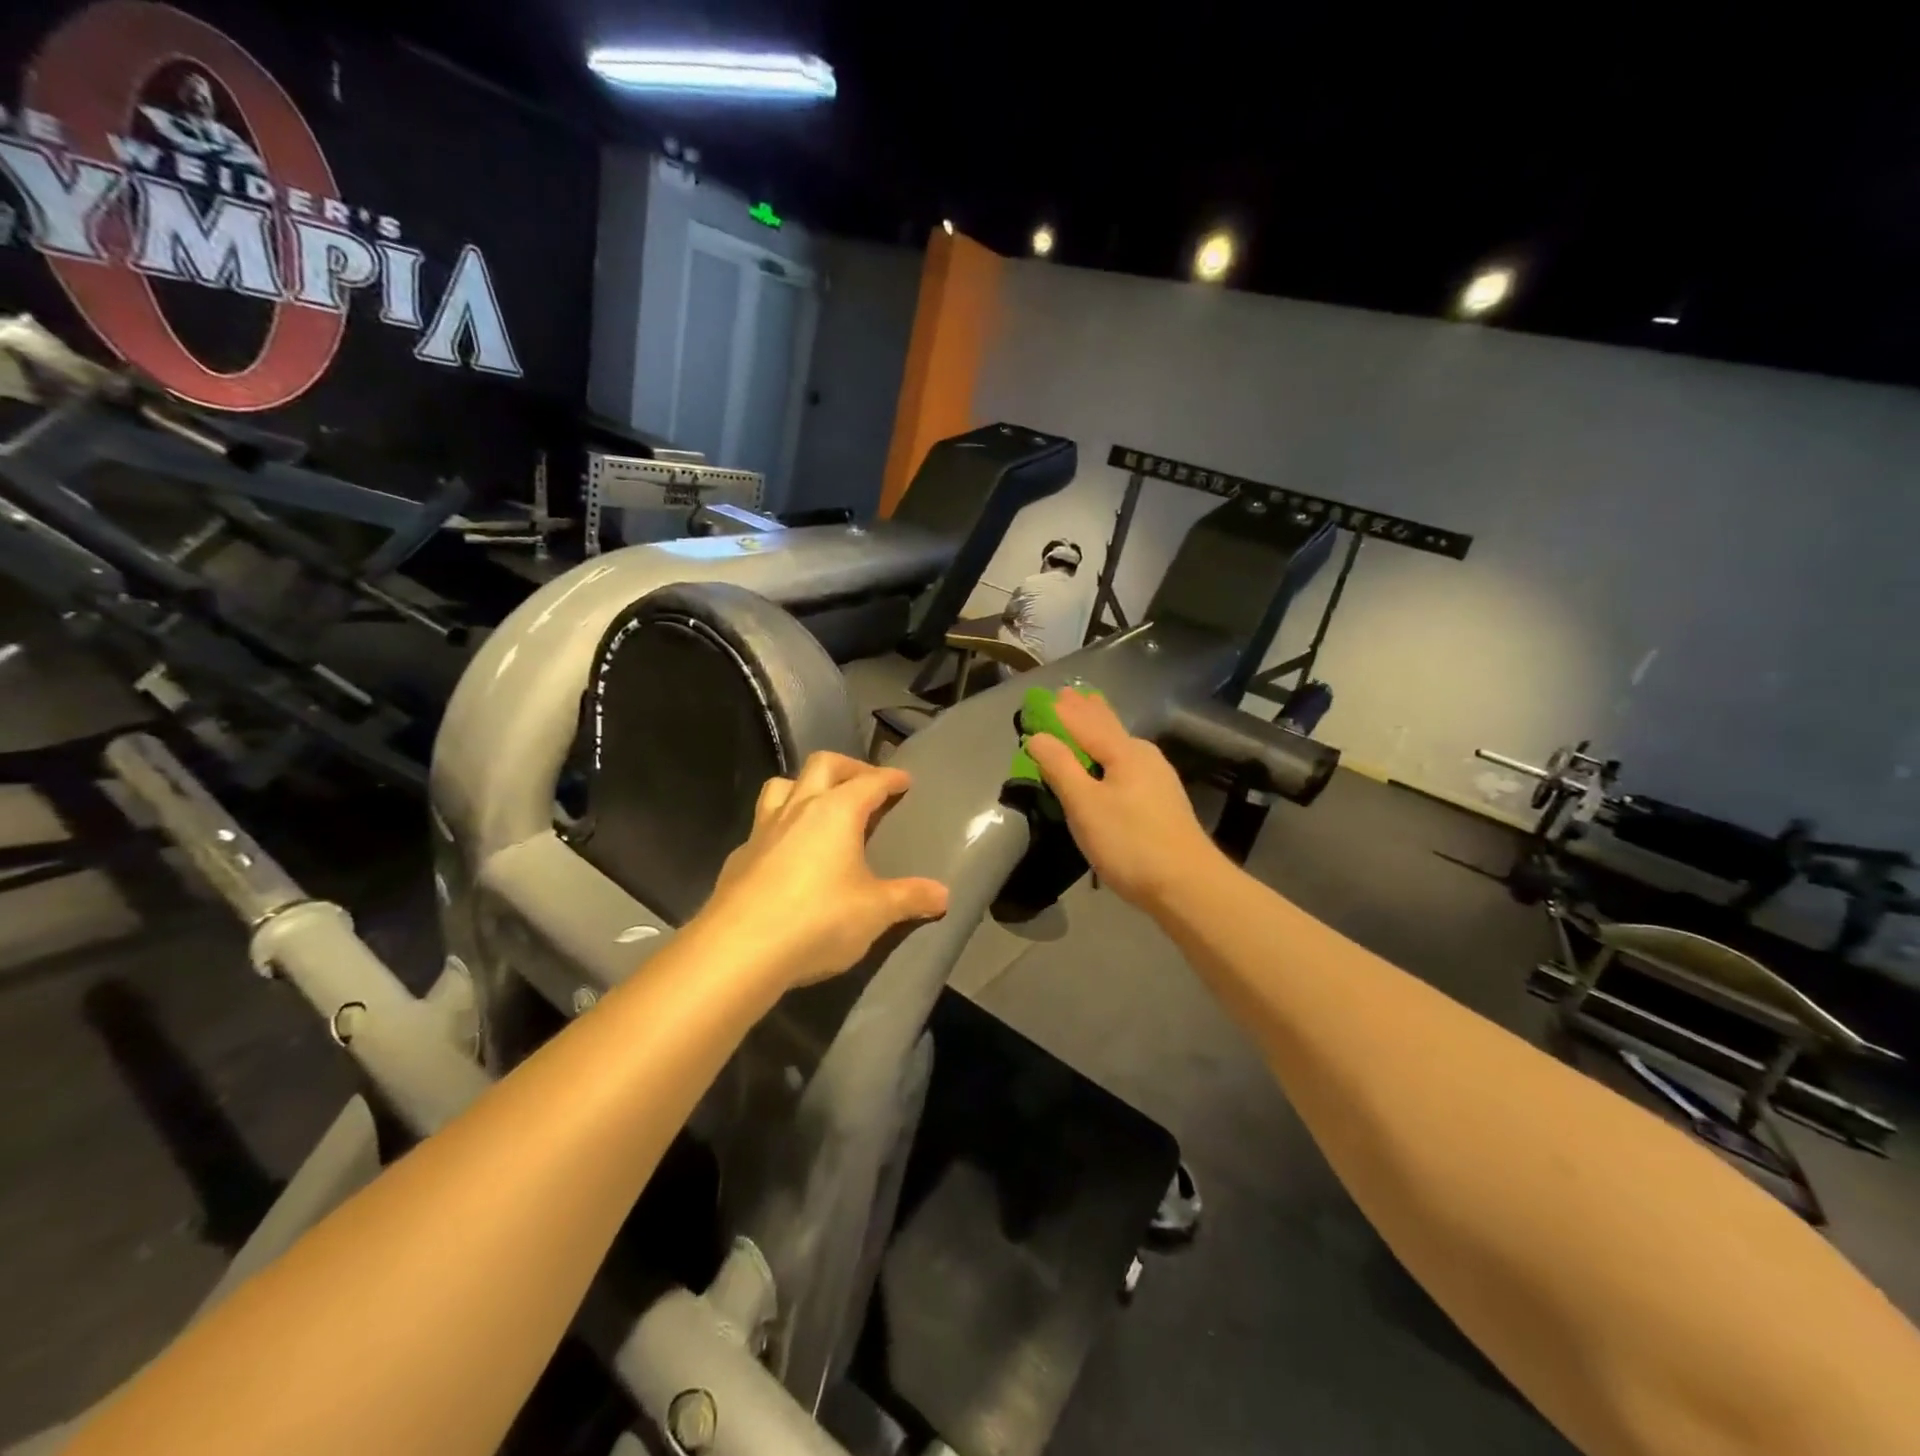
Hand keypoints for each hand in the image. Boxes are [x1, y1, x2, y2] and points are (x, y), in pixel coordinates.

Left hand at [696, 752, 949, 986]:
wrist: (739, 951)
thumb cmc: (818, 920)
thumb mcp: (875, 912)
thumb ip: (909, 898)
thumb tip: (943, 895)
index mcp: (836, 811)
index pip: (869, 781)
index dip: (889, 778)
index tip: (904, 779)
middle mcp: (798, 809)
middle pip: (822, 765)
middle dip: (848, 767)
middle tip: (864, 783)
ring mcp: (762, 831)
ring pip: (781, 786)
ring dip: (804, 786)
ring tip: (820, 806)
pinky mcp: (738, 858)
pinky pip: (761, 827)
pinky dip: (780, 828)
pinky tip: (786, 855)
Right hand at [1025, 689, 1223, 908]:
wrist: (1187, 886)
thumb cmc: (1130, 843)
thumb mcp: (1085, 805)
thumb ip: (1060, 767)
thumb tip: (1038, 736)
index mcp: (1124, 752)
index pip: (1085, 723)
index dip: (1062, 711)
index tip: (1045, 696)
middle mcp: (1144, 756)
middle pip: (1108, 727)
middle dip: (1086, 712)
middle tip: (1070, 694)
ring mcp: (1158, 778)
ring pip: (1121, 744)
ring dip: (1100, 729)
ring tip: (1089, 715)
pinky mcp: (1163, 801)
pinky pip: (1128, 762)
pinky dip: (1111, 752)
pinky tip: (1114, 759)